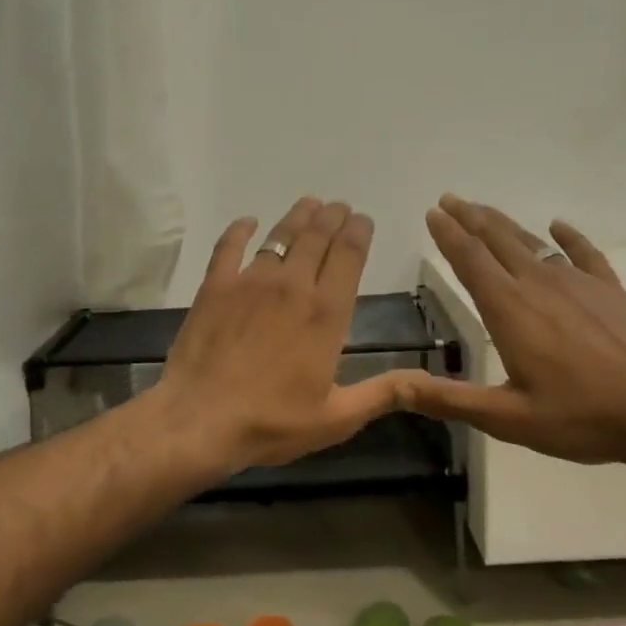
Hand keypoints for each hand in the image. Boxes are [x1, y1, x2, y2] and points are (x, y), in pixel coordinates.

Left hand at [149, 197, 405, 480]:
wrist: (199, 419)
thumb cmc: (271, 421)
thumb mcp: (337, 417)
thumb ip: (382, 393)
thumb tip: (426, 382)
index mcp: (326, 313)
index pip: (349, 256)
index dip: (358, 232)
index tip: (363, 219)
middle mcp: (292, 285)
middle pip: (317, 238)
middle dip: (332, 217)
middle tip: (339, 206)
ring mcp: (250, 282)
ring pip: (279, 236)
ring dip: (298, 217)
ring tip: (309, 204)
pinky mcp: (215, 287)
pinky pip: (229, 247)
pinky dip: (240, 230)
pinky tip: (247, 222)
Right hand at [395, 195, 625, 465]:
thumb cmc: (582, 416)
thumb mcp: (508, 418)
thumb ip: (450, 400)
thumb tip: (395, 387)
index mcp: (509, 309)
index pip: (470, 259)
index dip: (448, 234)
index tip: (432, 212)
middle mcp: (538, 284)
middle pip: (497, 239)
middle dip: (469, 217)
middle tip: (449, 199)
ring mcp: (578, 282)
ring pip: (532, 241)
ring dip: (503, 223)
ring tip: (483, 209)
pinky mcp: (610, 289)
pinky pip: (583, 253)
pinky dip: (568, 236)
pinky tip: (558, 225)